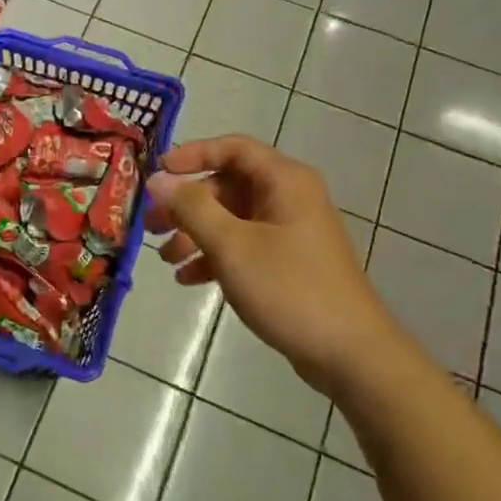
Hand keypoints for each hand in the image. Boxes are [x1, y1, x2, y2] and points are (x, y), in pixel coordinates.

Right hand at [145, 136, 401, 392]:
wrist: (349, 352)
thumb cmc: (289, 288)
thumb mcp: (232, 246)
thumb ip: (191, 208)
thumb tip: (157, 179)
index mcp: (284, 181)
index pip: (232, 148)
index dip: (191, 155)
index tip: (157, 175)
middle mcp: (289, 197)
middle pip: (227, 186)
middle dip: (186, 205)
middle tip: (151, 225)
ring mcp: (290, 231)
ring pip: (231, 218)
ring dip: (195, 233)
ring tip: (165, 258)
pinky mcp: (288, 261)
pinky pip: (243, 245)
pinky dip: (215, 256)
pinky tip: (188, 280)